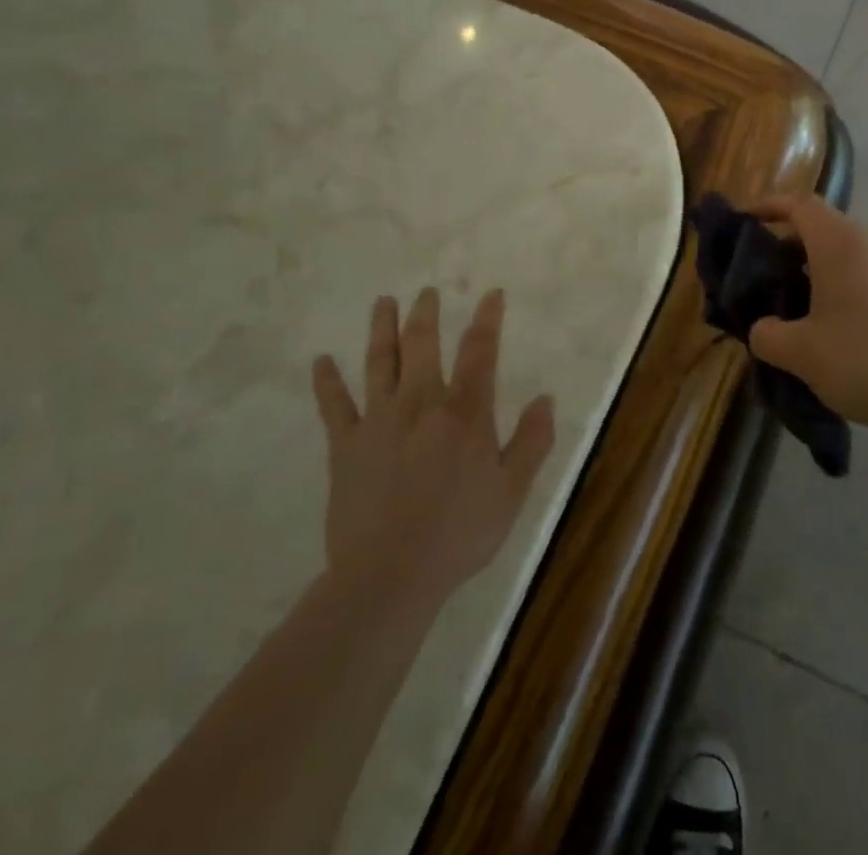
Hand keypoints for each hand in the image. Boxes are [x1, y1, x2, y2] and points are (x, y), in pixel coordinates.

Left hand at [313, 287, 554, 613]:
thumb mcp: (511, 491)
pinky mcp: (345, 446)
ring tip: (383, 303)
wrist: (389, 576)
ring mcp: (378, 420)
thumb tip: (546, 398)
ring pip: (380, 362)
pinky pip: (334, 406)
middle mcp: (421, 402)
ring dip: (382, 329)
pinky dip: (327, 382)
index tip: (492, 294)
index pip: (480, 351)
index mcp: (464, 412)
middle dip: (426, 313)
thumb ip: (531, 441)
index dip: (488, 319)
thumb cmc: (459, 533)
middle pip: (422, 344)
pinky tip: (321, 361)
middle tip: (426, 292)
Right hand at [747, 193, 867, 439]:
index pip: (800, 204)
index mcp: (839, 246)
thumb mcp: (800, 353)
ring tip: (794, 308)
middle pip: (823, 228)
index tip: (745, 220)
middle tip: (763, 274)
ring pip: (846, 257)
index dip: (769, 204)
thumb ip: (767, 335)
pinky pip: (865, 281)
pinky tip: (834, 333)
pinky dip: (840, 292)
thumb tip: (763, 329)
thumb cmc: (863, 360)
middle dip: (788, 244)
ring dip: (815, 271)